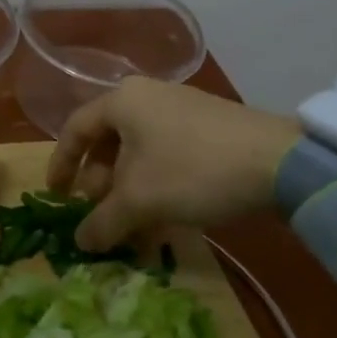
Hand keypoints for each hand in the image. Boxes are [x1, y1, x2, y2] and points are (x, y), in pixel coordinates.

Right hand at [46, 77, 300, 251]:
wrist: (279, 162)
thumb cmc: (193, 170)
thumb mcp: (140, 200)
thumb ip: (102, 222)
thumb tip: (81, 242)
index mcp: (123, 101)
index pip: (76, 129)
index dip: (61, 165)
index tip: (57, 198)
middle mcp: (148, 96)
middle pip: (109, 141)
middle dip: (100, 183)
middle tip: (102, 215)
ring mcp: (181, 108)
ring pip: (139, 151)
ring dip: (129, 190)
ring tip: (134, 226)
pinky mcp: (208, 126)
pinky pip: (166, 153)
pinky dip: (156, 183)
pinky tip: (165, 216)